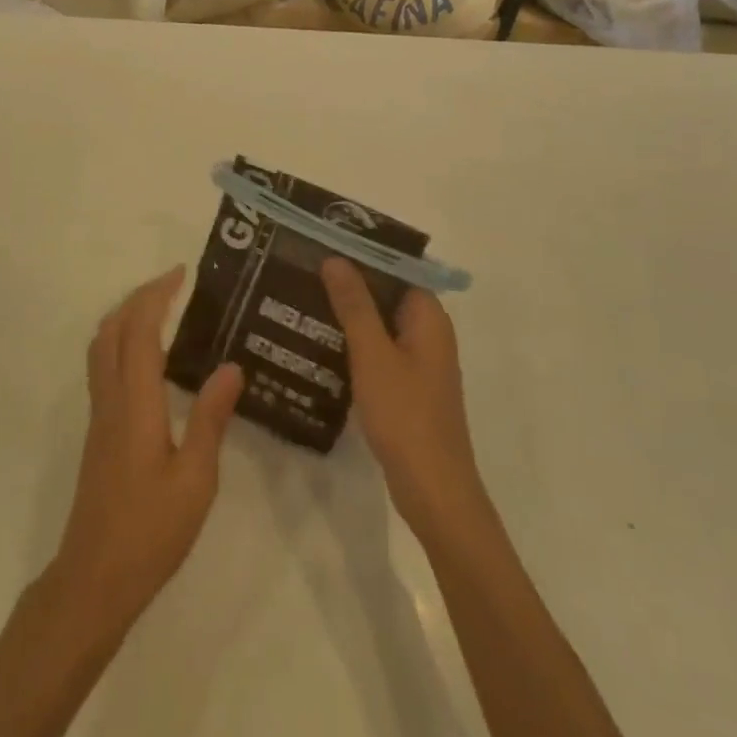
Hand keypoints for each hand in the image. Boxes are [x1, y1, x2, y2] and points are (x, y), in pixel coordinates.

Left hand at [50, 267, 243, 635]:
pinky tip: (147, 358)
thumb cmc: (151, 530)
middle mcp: (111, 398)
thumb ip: (211, 419)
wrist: (95, 576)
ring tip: (160, 309)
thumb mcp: (196, 479)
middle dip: (140, 297)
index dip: (158, 296)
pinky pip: (103, 366)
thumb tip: (231, 366)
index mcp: (136, 402)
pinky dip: (121, 341)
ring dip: (126, 316)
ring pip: (102, 345)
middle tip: (173, 284)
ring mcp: (99, 414)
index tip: (181, 273)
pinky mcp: (98, 430)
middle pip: (113, 328)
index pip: (141, 330)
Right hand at [321, 258, 492, 544]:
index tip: (323, 245)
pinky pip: (379, 351)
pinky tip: (320, 344)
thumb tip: (335, 259)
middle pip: (387, 295)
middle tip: (304, 271)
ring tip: (302, 301)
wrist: (433, 491)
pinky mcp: (407, 388)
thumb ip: (354, 305)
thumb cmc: (405, 415)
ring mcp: (419, 363)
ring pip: (380, 324)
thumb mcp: (373, 355)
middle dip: (350, 284)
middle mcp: (428, 334)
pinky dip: (354, 344)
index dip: (362, 255)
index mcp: (429, 318)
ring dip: (349, 314)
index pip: (396, 270)